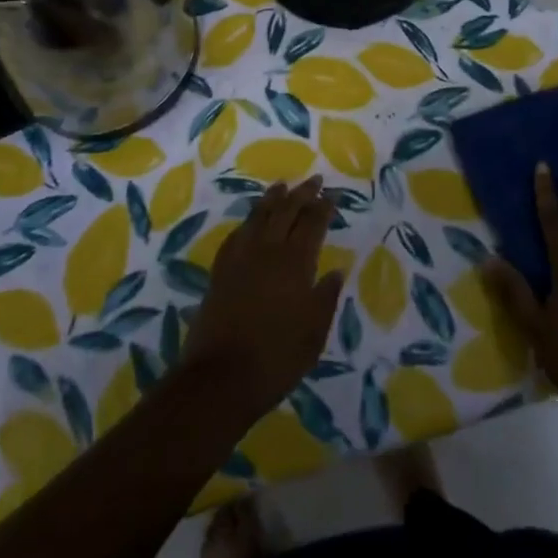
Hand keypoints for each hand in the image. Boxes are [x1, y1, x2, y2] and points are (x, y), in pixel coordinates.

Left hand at [181, 176, 344, 420]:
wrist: (220, 377)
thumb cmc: (276, 359)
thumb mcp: (313, 334)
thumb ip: (326, 298)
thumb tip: (336, 271)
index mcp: (295, 263)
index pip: (312, 224)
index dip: (323, 208)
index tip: (332, 195)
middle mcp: (268, 251)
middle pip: (286, 211)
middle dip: (302, 193)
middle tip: (313, 180)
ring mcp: (241, 258)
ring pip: (259, 216)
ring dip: (273, 199)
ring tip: (282, 186)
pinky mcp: (220, 270)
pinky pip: (237, 234)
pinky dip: (248, 221)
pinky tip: (251, 221)